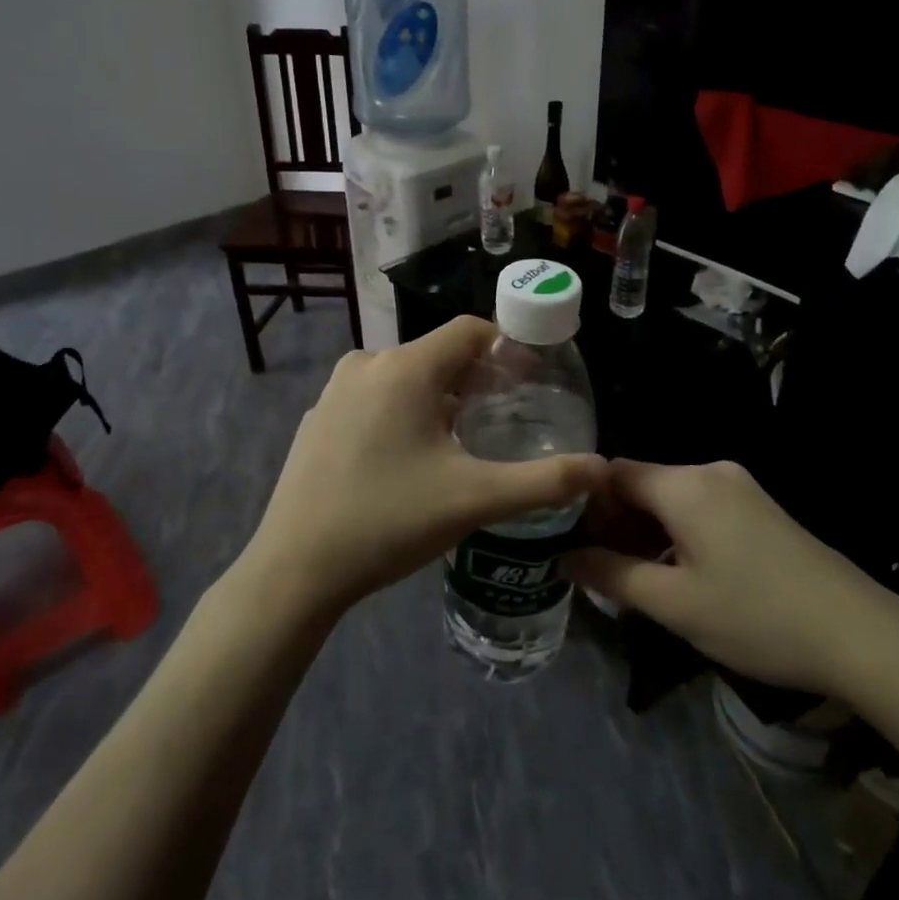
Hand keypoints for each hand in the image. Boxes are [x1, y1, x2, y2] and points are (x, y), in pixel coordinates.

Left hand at [247, 317, 605, 612]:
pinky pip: (374, 399)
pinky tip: (409, 459)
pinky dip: (402, 413)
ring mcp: (335, 392)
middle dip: (477, 378)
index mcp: (405, 368)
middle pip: (438, 354)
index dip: (508, 349)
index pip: (470, 330)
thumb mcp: (476, 499)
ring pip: (404, 377)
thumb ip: (546, 481)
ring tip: (463, 440)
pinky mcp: (317, 420)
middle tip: (505, 417)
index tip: (532, 382)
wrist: (296, 569)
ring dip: (440, 397)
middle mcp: (367, 365)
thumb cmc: (390, 521)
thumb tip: (602, 469)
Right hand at [563, 459, 888, 693]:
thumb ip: (611, 575)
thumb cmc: (755, 617)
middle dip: (615, 523)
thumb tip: (564, 559)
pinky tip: (678, 574)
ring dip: (646, 533)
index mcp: (685, 485)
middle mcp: (711, 472)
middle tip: (598, 570)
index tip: (570, 544)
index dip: (585, 505)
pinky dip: (677, 534)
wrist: (858, 634)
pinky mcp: (760, 508)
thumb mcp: (673, 604)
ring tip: (633, 579)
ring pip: (672, 499)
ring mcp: (740, 487)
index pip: (614, 473)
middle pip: (643, 484)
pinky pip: (700, 509)